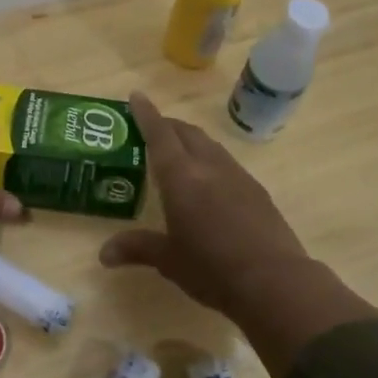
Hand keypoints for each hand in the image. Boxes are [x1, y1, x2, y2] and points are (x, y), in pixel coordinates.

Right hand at [100, 91, 376, 377]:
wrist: (274, 281)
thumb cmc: (212, 268)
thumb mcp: (169, 260)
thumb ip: (138, 249)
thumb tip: (104, 254)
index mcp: (181, 177)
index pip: (160, 135)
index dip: (146, 114)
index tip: (136, 95)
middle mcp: (209, 167)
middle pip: (187, 133)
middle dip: (167, 125)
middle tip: (151, 129)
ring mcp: (238, 176)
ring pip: (210, 145)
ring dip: (191, 140)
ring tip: (178, 151)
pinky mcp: (257, 191)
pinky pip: (227, 163)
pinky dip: (210, 159)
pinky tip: (209, 180)